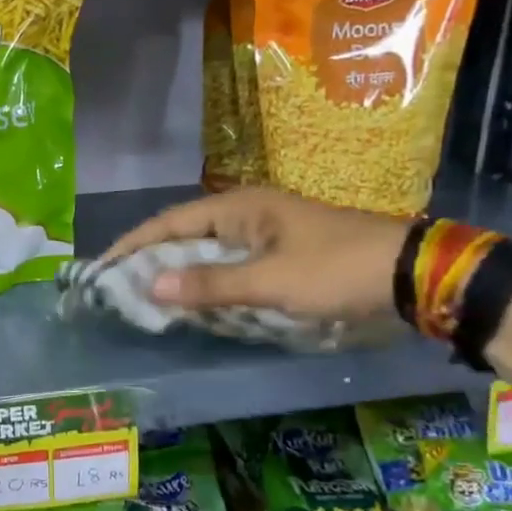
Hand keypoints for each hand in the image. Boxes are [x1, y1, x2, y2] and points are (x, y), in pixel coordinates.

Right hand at [103, 188, 408, 319]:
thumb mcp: (270, 282)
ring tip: (146, 297)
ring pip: (207, 252)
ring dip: (179, 273)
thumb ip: (210, 285)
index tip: (102, 267)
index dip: (133, 244)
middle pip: (184, 234)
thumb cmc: (335, 270)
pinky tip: (195, 303)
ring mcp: (265, 233)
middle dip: (151, 260)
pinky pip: (230, 266)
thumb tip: (150, 285)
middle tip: (118, 287)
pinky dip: (208, 283)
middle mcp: (247, 213)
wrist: (410, 274)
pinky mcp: (280, 254)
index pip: (170, 222)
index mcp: (240, 207)